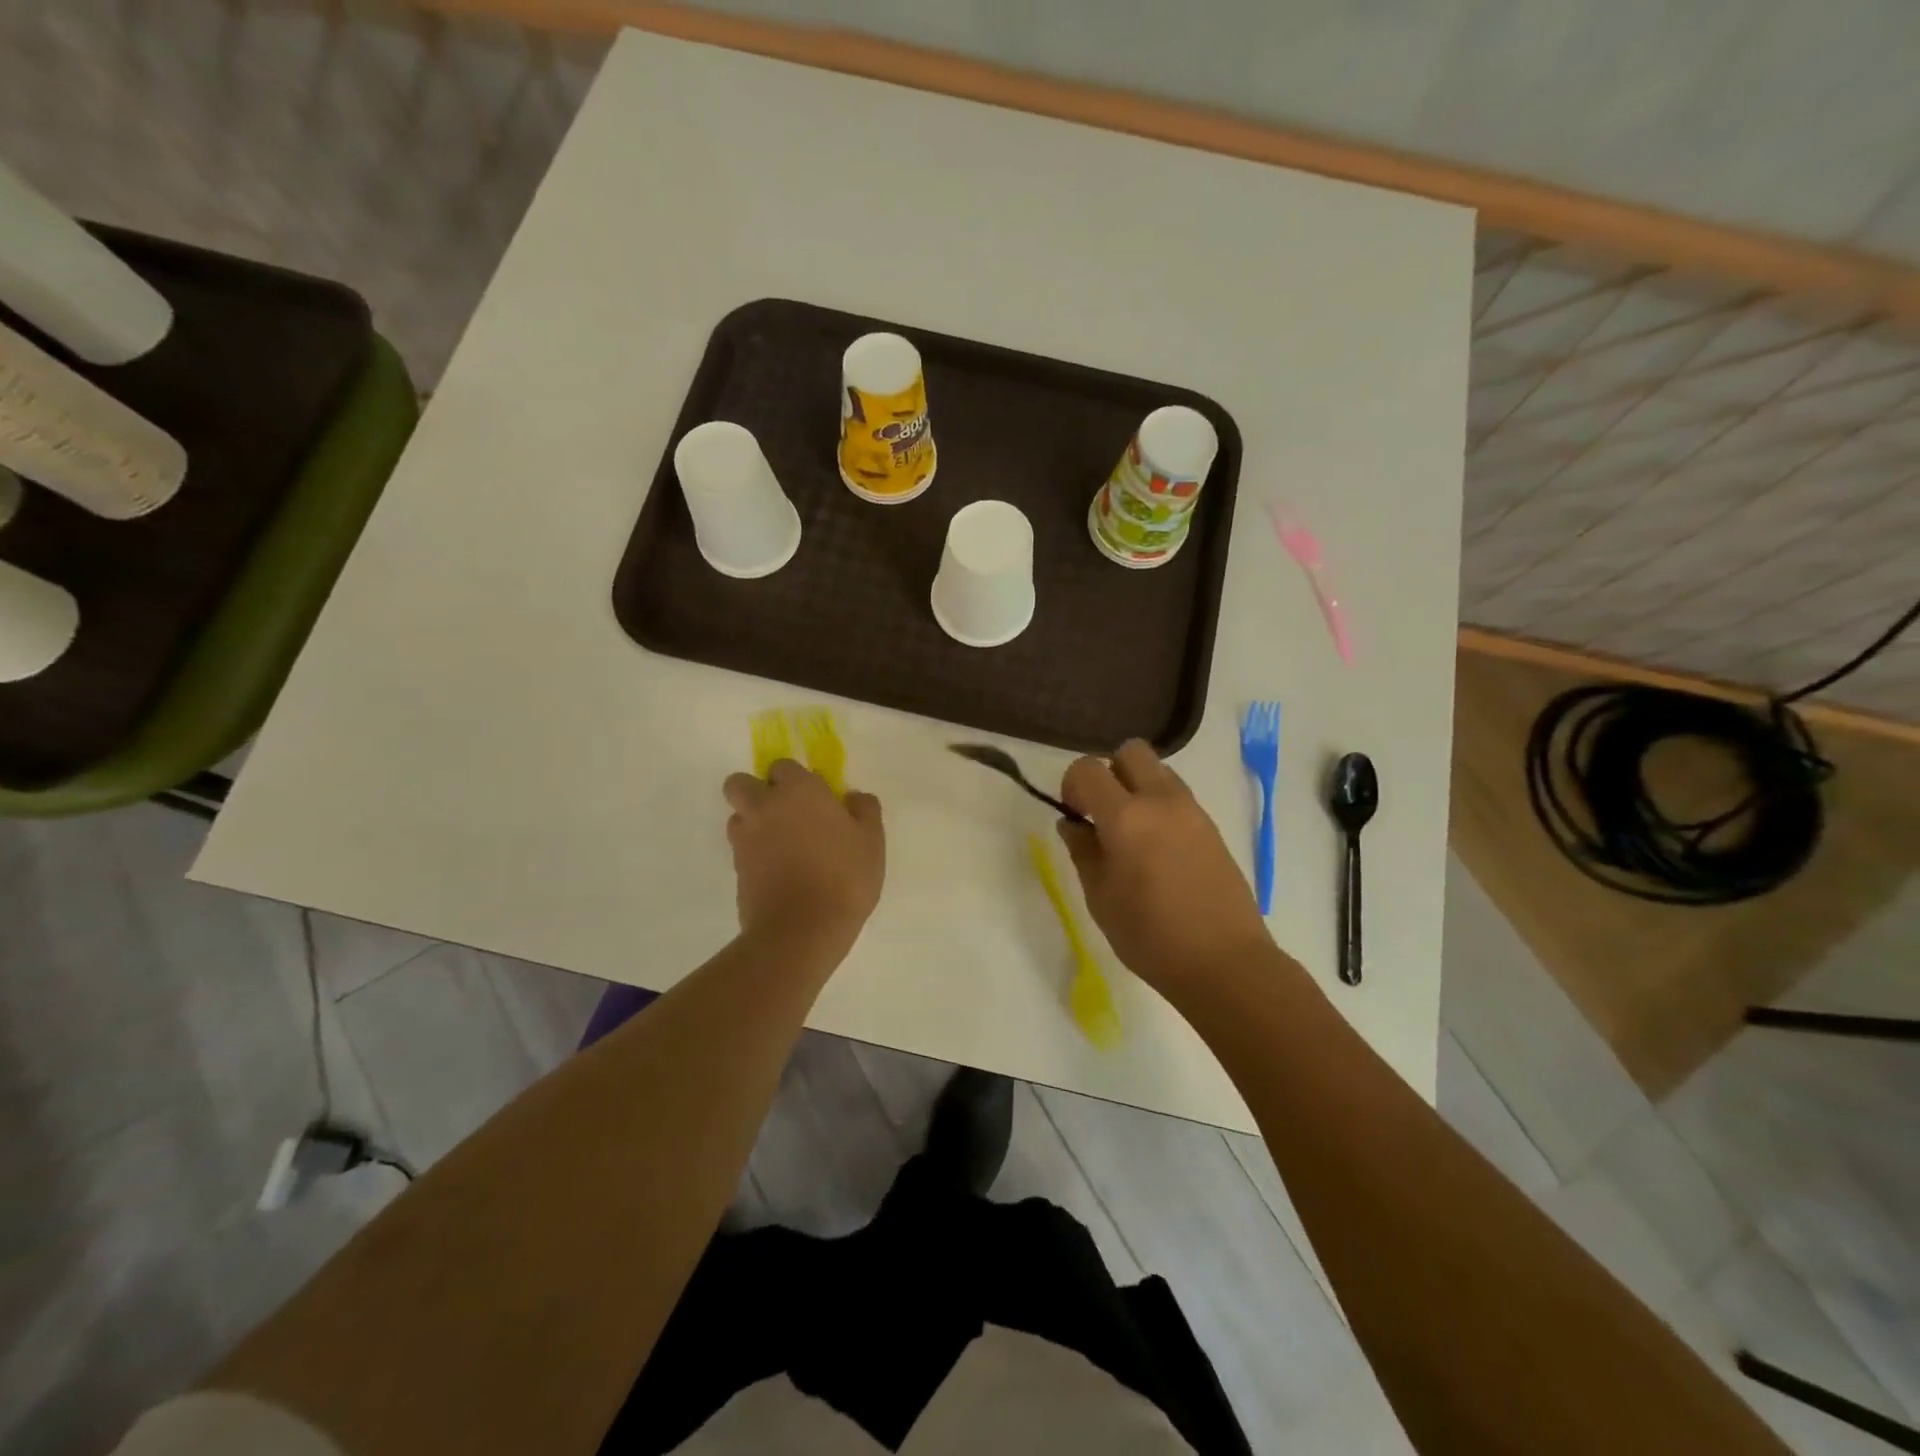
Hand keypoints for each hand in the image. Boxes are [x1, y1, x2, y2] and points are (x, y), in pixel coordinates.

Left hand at [723, 760, 884, 958]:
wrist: (802, 930)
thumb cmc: (844, 878)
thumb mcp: (872, 841)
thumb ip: (864, 810)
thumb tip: (854, 796)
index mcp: (799, 791)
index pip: (783, 766)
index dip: (796, 779)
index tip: (815, 798)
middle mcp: (765, 807)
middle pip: (741, 783)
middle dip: (757, 791)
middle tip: (785, 812)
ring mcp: (745, 838)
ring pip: (737, 815)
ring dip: (753, 821)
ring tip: (780, 844)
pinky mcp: (736, 868)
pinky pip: (740, 847)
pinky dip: (753, 851)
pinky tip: (777, 869)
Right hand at [1058, 740, 1274, 994]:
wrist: (1225, 963)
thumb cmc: (1150, 936)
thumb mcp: (1100, 898)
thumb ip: (1082, 851)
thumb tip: (1073, 824)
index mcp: (1126, 816)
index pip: (1087, 769)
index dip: (1071, 786)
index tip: (1074, 817)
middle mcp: (1161, 801)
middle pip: (1130, 751)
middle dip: (1109, 772)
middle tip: (1102, 813)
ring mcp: (1192, 811)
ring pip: (1159, 770)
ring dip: (1137, 787)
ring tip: (1132, 833)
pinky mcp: (1212, 827)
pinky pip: (1178, 796)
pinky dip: (1160, 806)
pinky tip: (1158, 850)